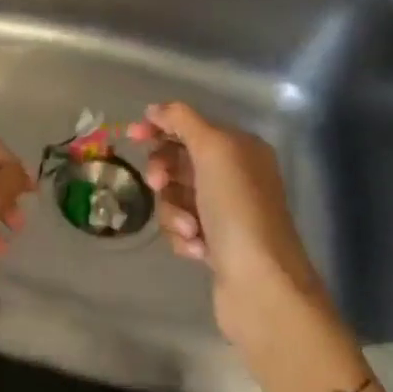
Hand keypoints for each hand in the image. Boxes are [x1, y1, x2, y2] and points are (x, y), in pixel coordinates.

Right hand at [127, 101, 334, 350]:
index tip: (132, 136)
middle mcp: (236, 176)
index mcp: (241, 149)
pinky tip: (197, 248)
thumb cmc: (237, 209)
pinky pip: (180, 227)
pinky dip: (182, 235)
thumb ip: (183, 121)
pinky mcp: (215, 243)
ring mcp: (225, 212)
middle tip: (158, 184)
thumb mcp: (213, 150)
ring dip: (172, 211)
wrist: (260, 283)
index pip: (191, 126)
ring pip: (174, 197)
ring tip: (188, 229)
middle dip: (163, 172)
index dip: (160, 127)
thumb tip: (156, 108)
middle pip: (179, 161)